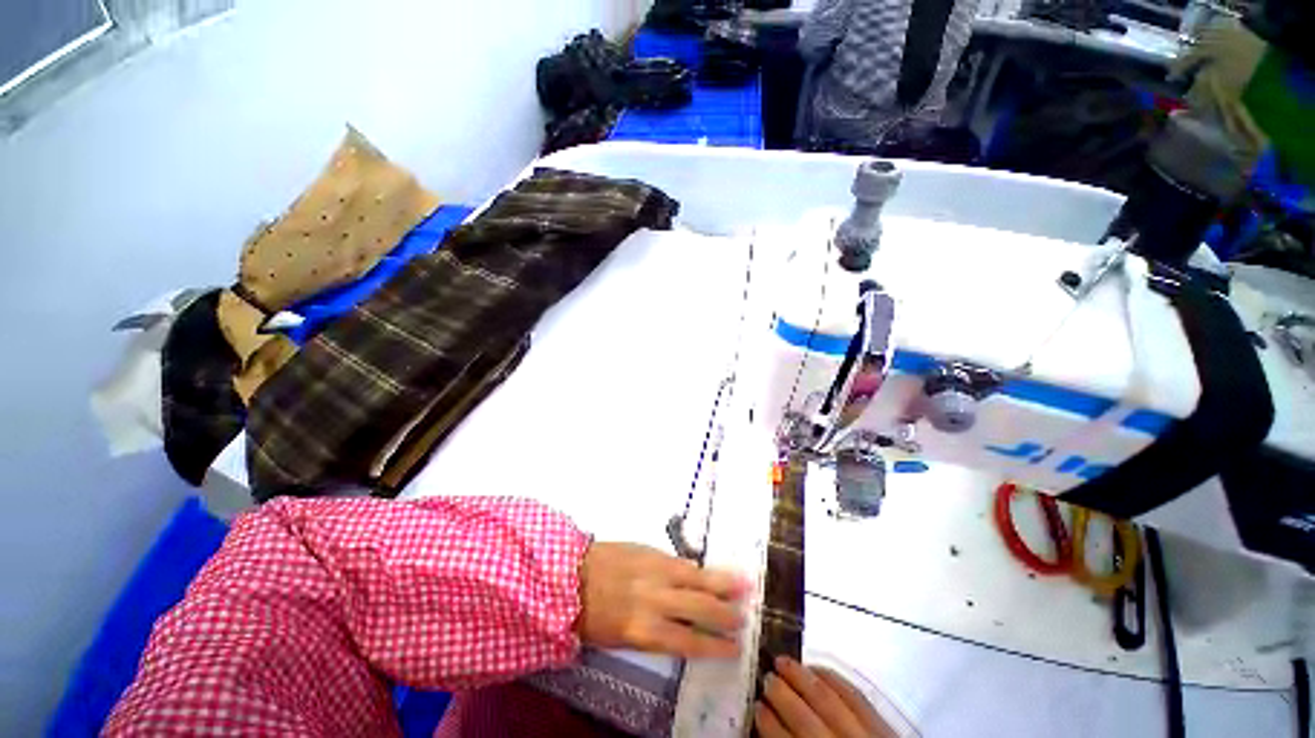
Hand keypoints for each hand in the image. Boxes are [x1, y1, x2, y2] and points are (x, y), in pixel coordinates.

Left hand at [576, 542, 748, 658]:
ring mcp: (655, 572)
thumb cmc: (592, 616)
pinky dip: (698, 568)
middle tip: (745, 617)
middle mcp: (655, 601)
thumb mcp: (622, 636)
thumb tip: (682, 625)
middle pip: (699, 608)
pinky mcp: (650, 552)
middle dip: (724, 614)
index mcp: (644, 631)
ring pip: (696, 578)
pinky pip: (680, 561)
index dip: (715, 645)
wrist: (571, 575)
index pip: (689, 641)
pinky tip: (710, 570)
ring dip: (721, 583)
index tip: (735, 648)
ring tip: (744, 585)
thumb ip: (654, 630)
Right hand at [756, 656, 896, 737]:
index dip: (769, 724)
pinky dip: (833, 678)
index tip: (755, 706)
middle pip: (806, 717)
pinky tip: (817, 667)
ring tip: (782, 661)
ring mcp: (866, 735)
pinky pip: (855, 695)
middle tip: (765, 676)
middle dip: (782, 694)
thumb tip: (770, 727)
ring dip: (801, 677)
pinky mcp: (884, 726)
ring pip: (828, 699)